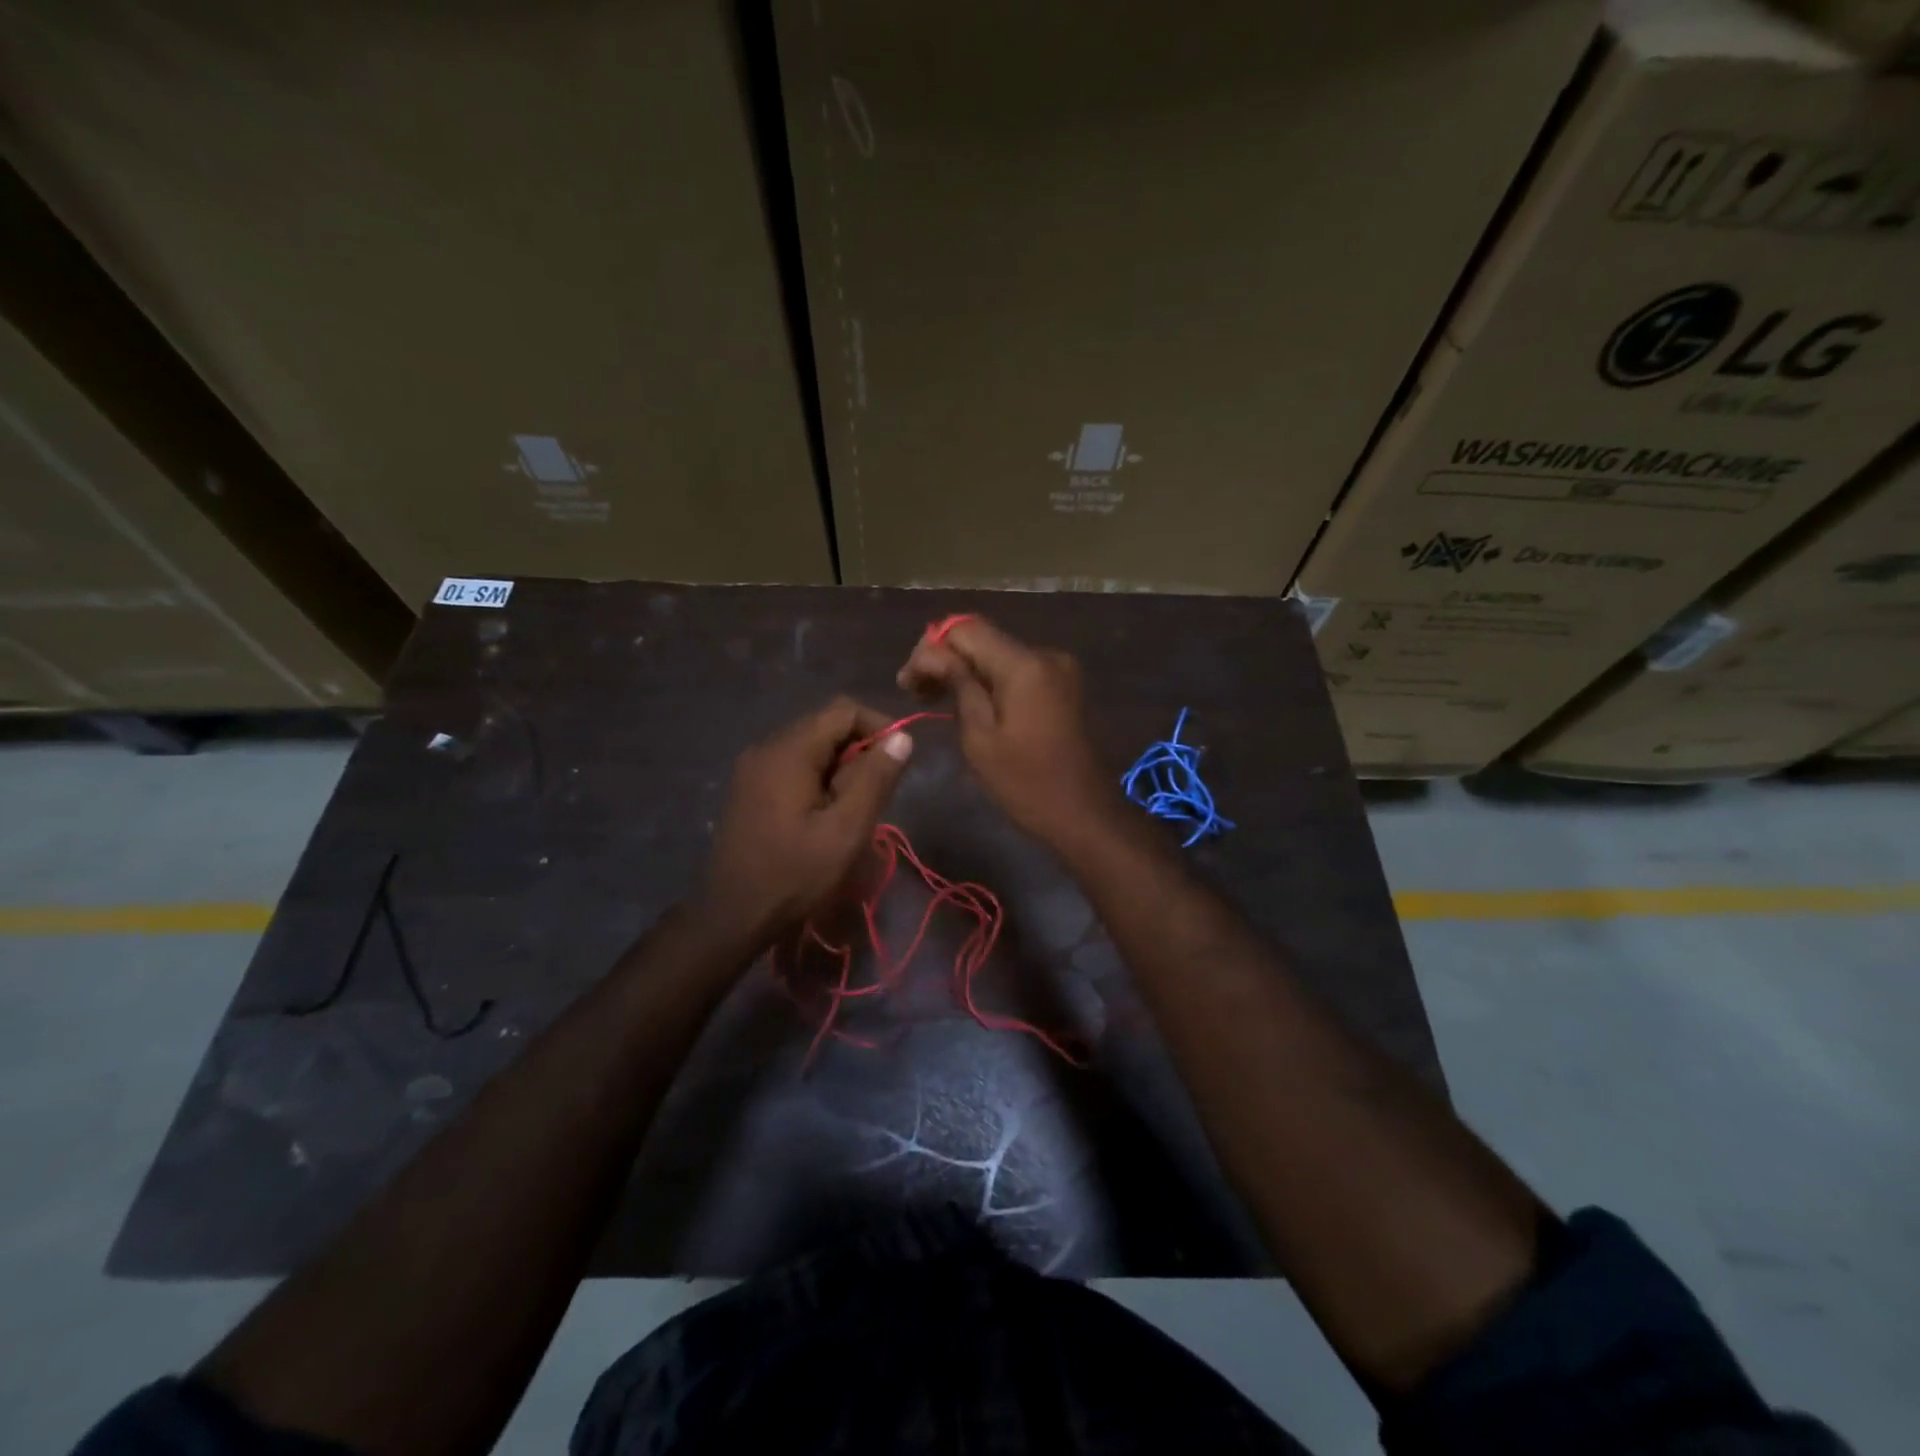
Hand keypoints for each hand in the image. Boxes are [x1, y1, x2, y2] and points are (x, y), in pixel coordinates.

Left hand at [696, 698, 913, 946]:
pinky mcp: (749, 787)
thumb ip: (876, 779)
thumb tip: (902, 738)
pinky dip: (818, 778)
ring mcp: (753, 767)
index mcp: (789, 751)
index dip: (879, 727)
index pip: (843, 710)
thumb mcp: (846, 829)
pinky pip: (793, 765)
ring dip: (841, 767)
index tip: (898, 763)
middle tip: (876, 794)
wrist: (732, 917)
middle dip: (860, 750)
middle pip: (825, 725)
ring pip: (811, 746)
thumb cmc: (794, 875)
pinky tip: (825, 814)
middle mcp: (766, 747)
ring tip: (853, 808)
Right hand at [898, 616, 1114, 844]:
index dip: (931, 647)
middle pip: (983, 639)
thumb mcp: (980, 737)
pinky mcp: (1063, 685)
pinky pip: (1017, 670)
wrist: (1084, 813)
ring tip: (933, 697)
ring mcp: (1058, 669)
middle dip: (945, 658)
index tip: (907, 680)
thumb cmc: (1025, 783)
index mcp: (1024, 664)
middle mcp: (1044, 654)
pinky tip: (968, 701)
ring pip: (998, 654)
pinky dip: (990, 680)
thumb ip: (958, 684)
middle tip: (913, 690)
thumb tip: (931, 654)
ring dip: (965, 670)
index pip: (966, 629)